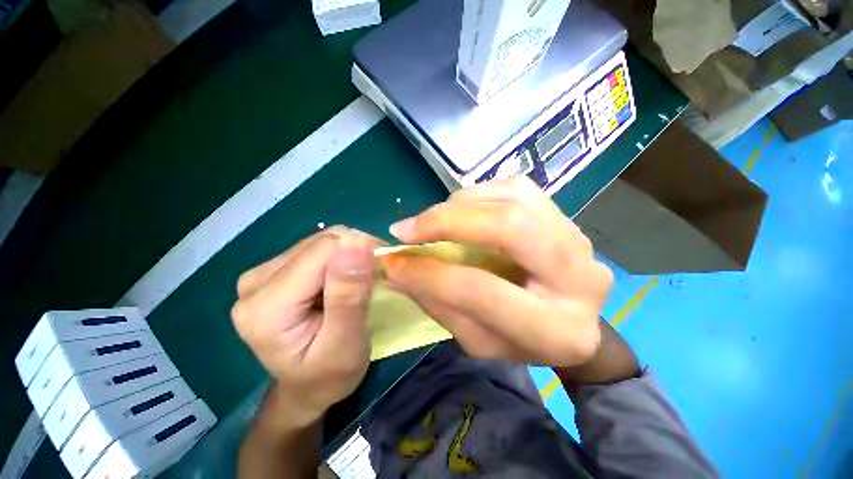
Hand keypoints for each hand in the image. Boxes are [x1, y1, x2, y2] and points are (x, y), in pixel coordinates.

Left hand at [231, 227, 380, 426]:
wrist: (307, 386)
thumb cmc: (329, 375)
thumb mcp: (346, 345)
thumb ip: (349, 296)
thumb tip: (357, 245)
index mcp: (266, 306)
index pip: (323, 252)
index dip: (360, 253)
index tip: (382, 271)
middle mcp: (256, 281)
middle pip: (322, 243)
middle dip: (356, 254)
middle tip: (375, 279)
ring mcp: (263, 273)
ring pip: (322, 241)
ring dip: (351, 254)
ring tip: (362, 281)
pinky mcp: (275, 270)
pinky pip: (318, 247)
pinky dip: (342, 257)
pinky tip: (347, 278)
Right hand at [382, 177, 612, 366]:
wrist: (572, 320)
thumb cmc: (522, 340)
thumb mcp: (477, 340)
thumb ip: (438, 303)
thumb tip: (396, 267)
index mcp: (554, 329)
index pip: (479, 290)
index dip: (429, 273)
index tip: (393, 261)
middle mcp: (577, 278)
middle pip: (510, 226)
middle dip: (448, 221)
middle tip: (408, 228)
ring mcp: (577, 239)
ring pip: (512, 198)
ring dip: (460, 204)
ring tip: (433, 220)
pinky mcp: (566, 216)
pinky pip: (517, 188)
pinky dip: (479, 193)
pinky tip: (463, 210)